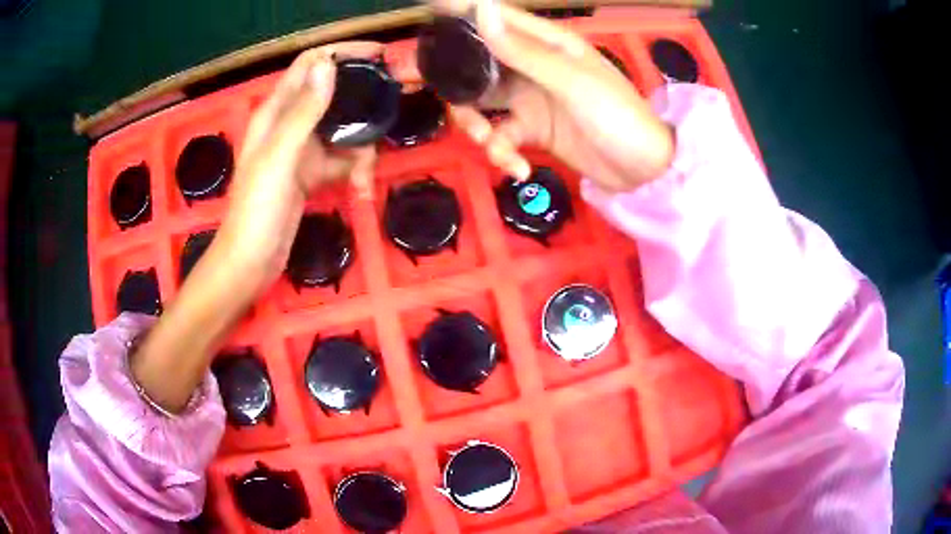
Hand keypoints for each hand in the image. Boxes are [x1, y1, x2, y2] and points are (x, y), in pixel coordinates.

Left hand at [214, 43, 378, 290]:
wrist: (251, 264)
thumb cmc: (257, 210)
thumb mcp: (280, 158)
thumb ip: (303, 112)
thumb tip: (328, 65)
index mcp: (276, 112)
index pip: (311, 65)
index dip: (342, 54)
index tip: (380, 56)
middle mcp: (290, 124)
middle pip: (334, 95)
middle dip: (362, 102)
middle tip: (392, 107)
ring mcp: (302, 150)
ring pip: (343, 130)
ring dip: (361, 147)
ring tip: (364, 174)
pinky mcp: (311, 174)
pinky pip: (342, 159)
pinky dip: (355, 170)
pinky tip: (359, 189)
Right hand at [427, 0, 674, 190]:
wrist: (643, 172)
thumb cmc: (616, 116)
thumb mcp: (570, 81)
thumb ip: (521, 50)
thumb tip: (479, 8)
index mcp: (547, 43)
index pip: (496, 19)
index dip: (461, 17)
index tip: (427, 22)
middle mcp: (533, 64)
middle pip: (479, 63)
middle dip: (455, 81)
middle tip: (429, 92)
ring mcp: (531, 98)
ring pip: (482, 102)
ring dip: (477, 125)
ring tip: (489, 145)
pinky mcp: (533, 129)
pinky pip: (503, 136)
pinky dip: (503, 153)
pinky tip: (519, 169)